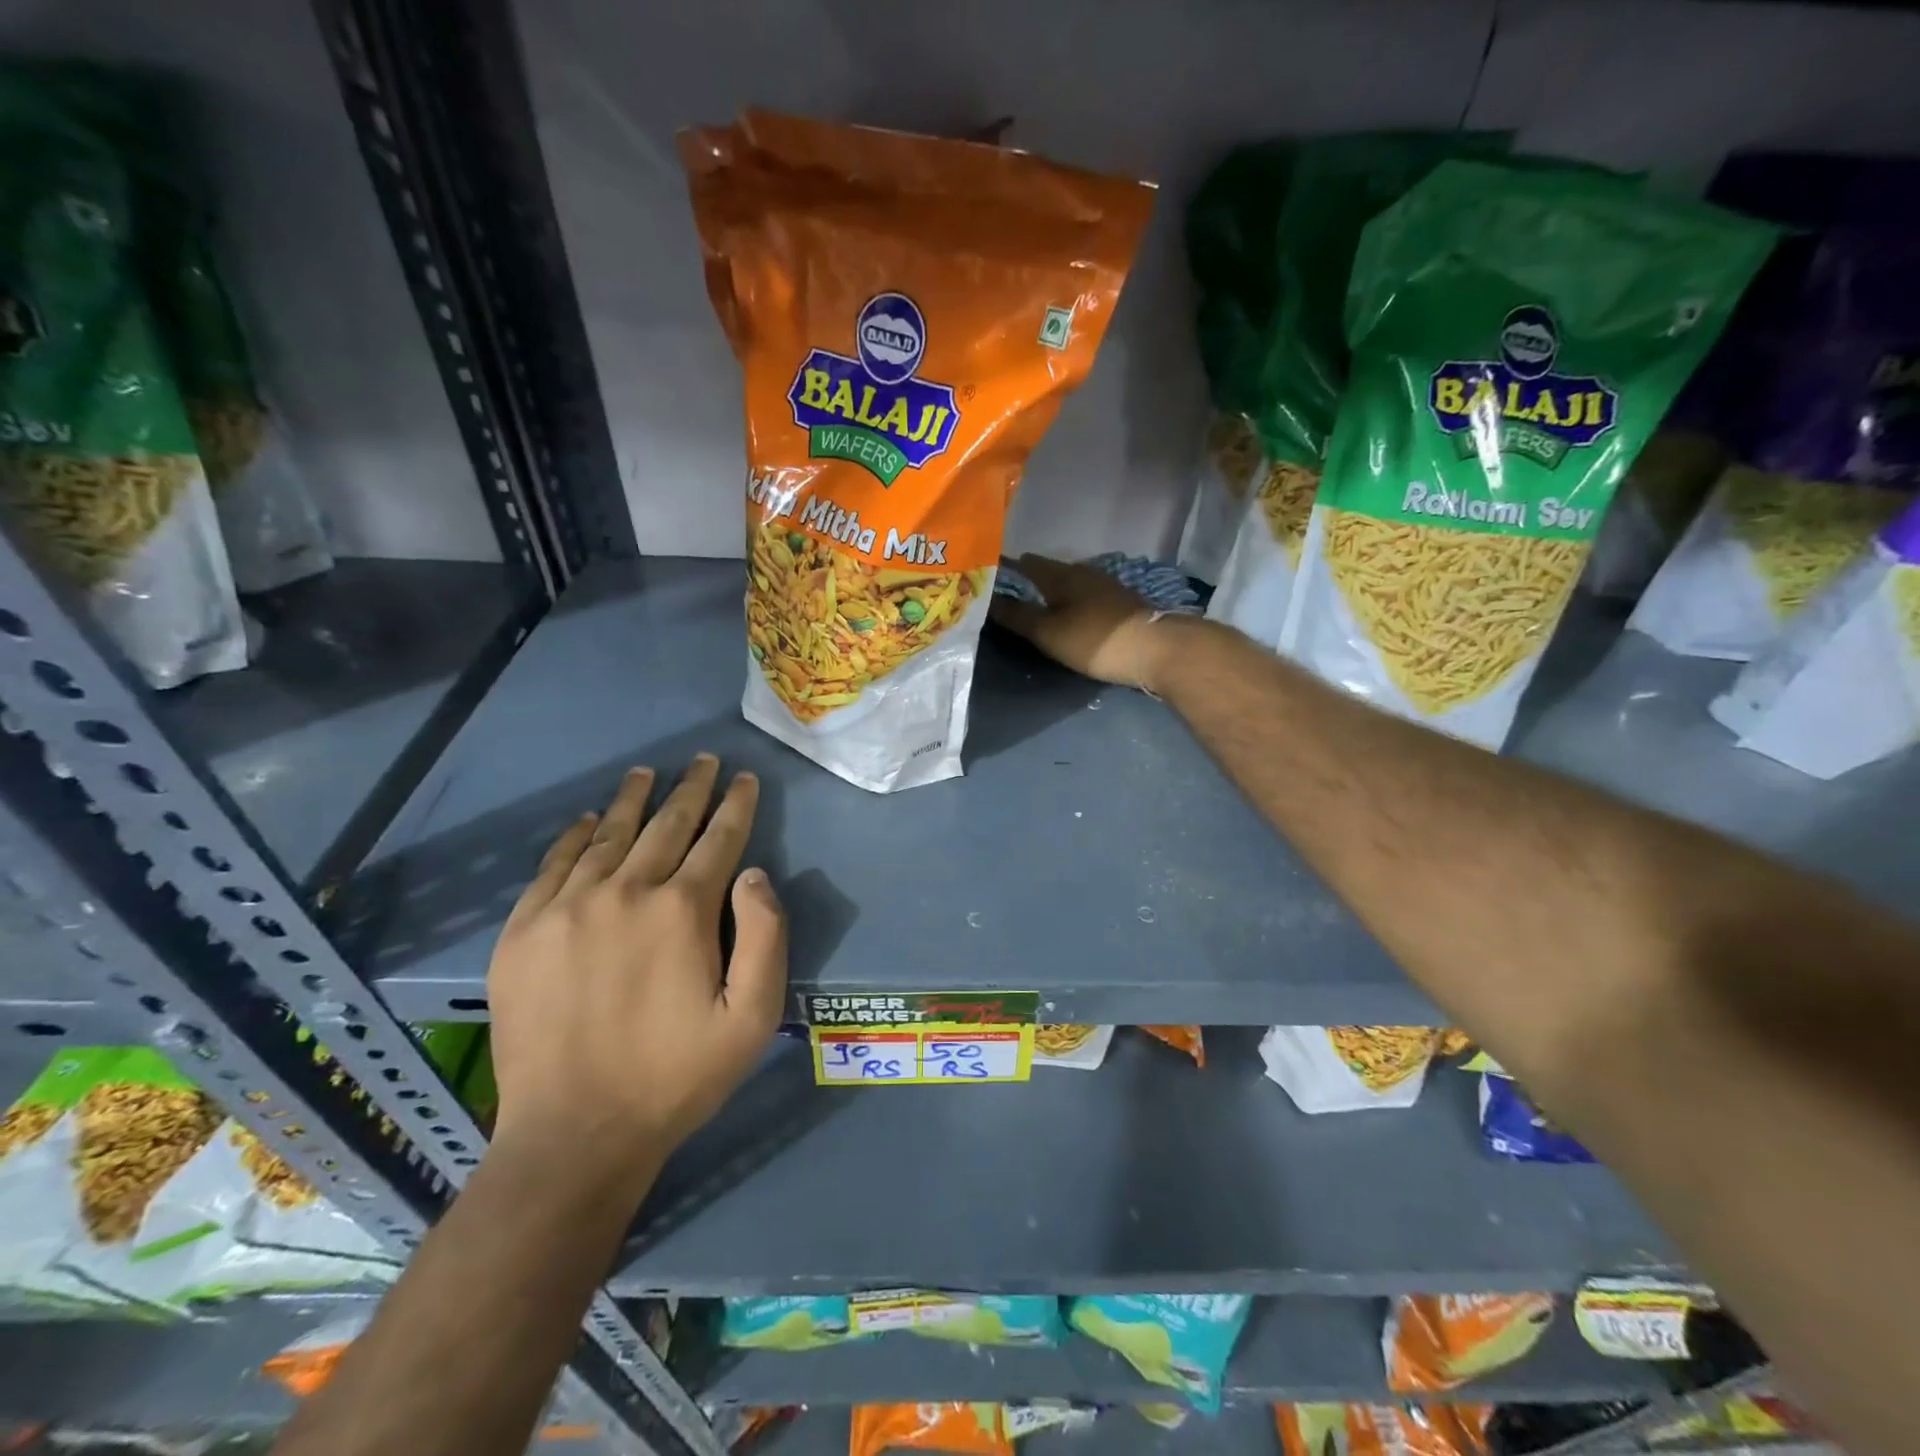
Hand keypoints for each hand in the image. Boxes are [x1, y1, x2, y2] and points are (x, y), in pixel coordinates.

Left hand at [485, 755, 786, 1182]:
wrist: (574, 1134)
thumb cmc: (677, 1076)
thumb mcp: (753, 1017)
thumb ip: (766, 936)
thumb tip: (753, 874)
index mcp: (682, 911)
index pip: (718, 839)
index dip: (736, 805)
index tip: (744, 778)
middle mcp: (625, 893)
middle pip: (666, 826)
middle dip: (691, 789)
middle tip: (703, 760)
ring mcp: (567, 908)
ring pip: (609, 835)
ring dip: (634, 800)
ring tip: (648, 773)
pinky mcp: (523, 932)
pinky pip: (553, 865)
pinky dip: (575, 836)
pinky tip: (589, 820)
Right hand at [990, 553, 1188, 690]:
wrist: (1155, 649)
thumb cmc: (1094, 639)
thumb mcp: (1048, 632)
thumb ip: (1016, 615)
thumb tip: (986, 598)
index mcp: (1060, 574)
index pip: (1024, 563)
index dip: (1004, 568)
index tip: (986, 577)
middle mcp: (1082, 572)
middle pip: (1047, 571)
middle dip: (1027, 581)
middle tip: (1005, 596)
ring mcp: (1105, 585)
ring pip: (1068, 583)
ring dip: (1050, 592)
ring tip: (1033, 606)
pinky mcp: (1119, 603)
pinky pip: (1083, 595)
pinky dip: (1069, 602)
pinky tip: (1066, 614)